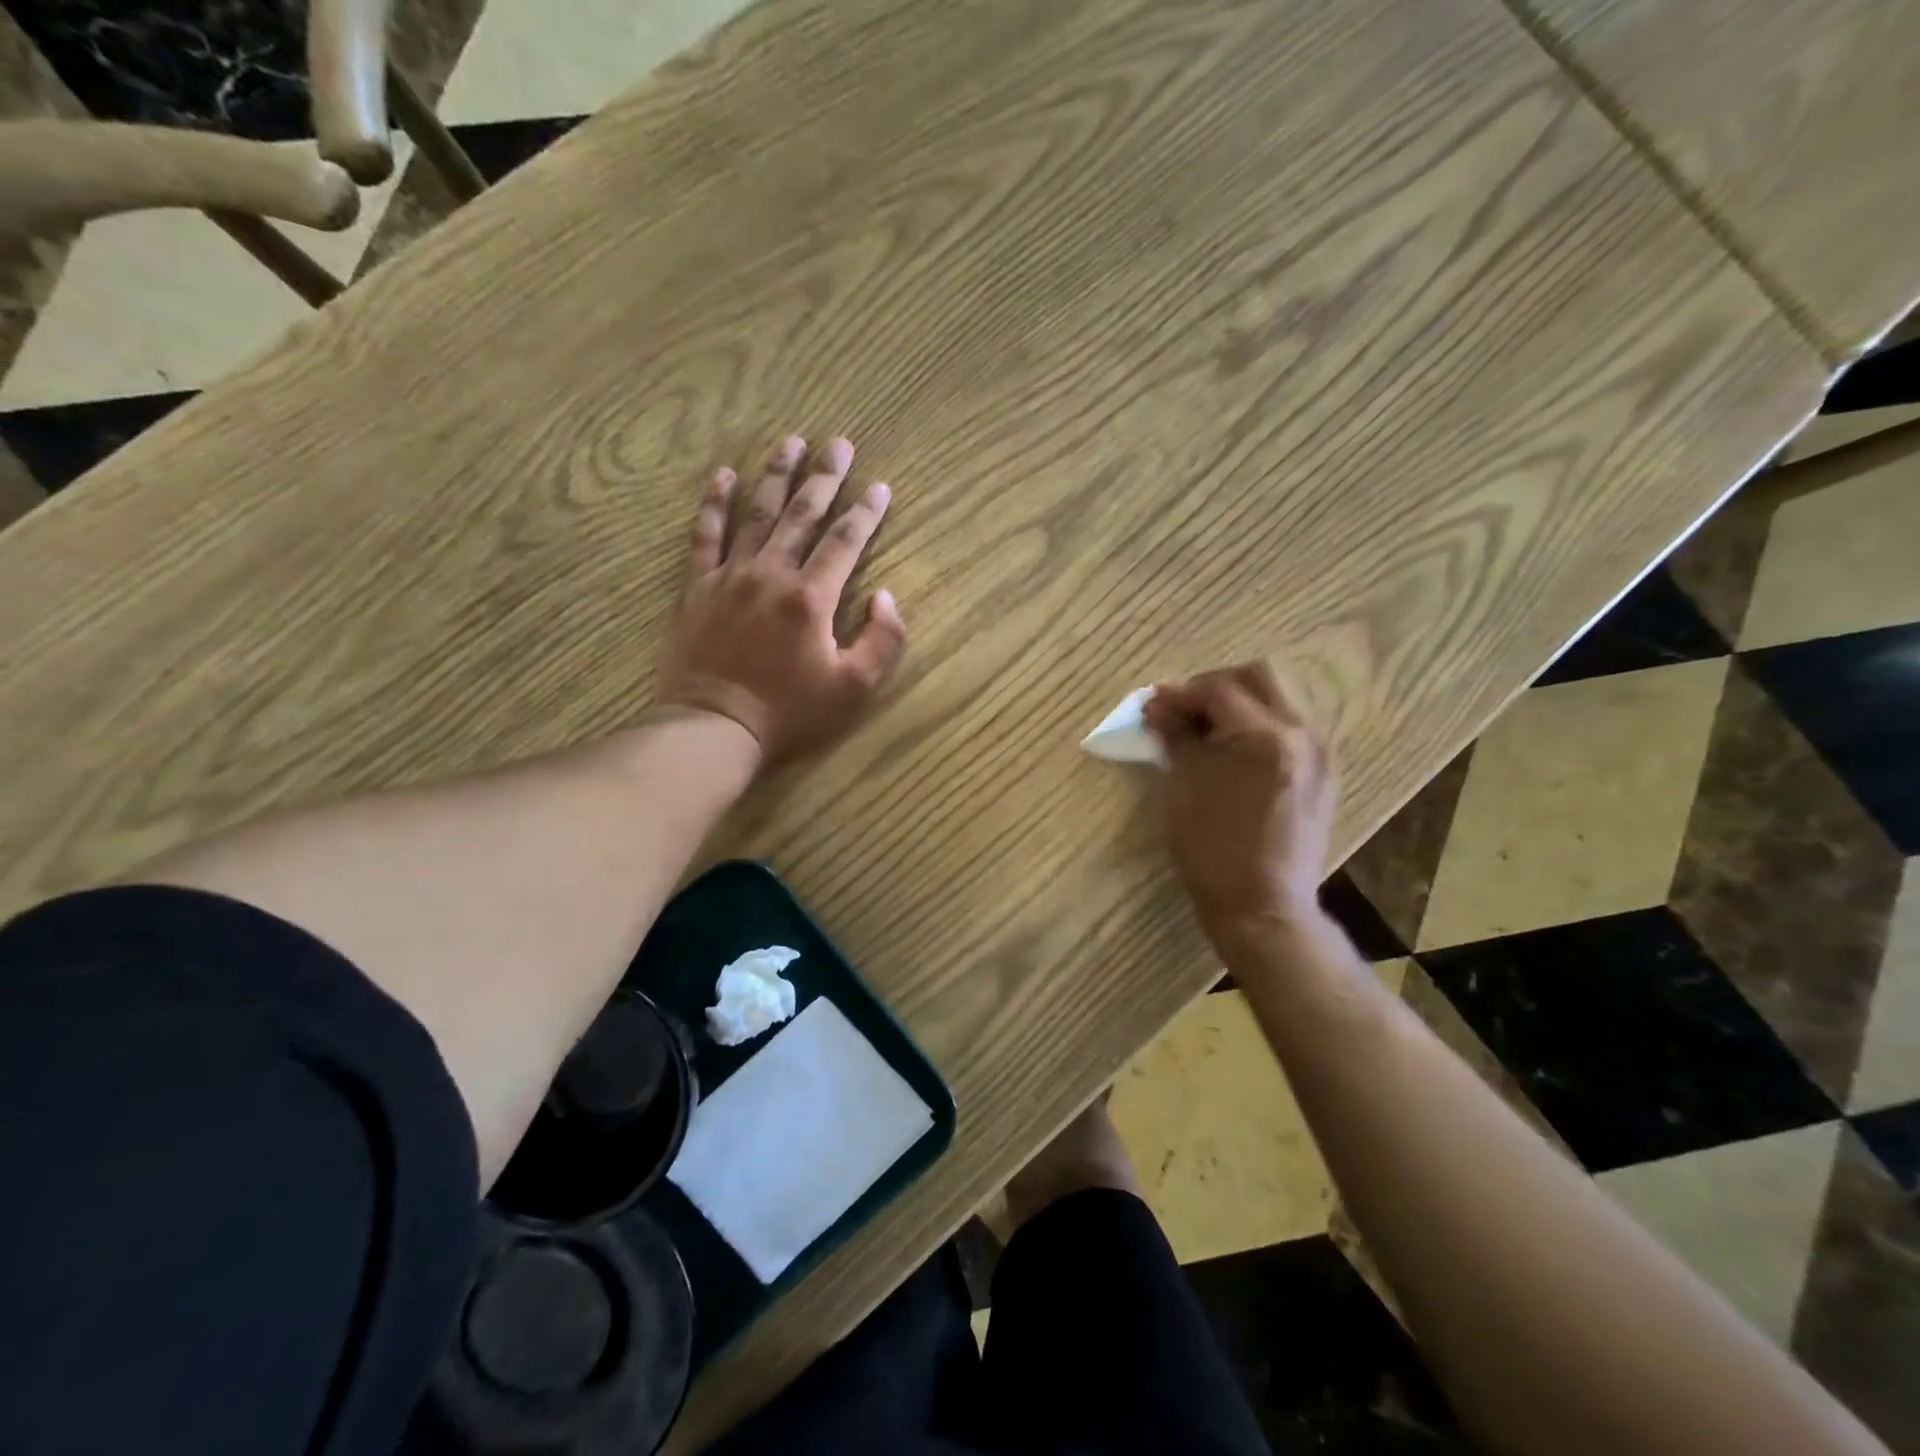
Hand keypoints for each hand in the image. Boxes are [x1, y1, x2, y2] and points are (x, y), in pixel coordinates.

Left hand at [655, 434, 906, 762]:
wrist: (714, 728)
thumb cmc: (789, 713)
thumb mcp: (854, 689)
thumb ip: (882, 641)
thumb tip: (887, 598)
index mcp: (811, 597)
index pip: (845, 542)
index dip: (866, 512)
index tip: (880, 486)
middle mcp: (771, 574)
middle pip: (802, 514)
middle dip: (824, 477)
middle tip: (838, 443)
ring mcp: (729, 577)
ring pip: (756, 514)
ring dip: (775, 476)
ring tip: (790, 442)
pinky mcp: (697, 588)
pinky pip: (705, 537)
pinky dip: (713, 505)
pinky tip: (721, 476)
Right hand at [1143, 662, 1337, 951]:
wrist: (1262, 905)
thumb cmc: (1211, 847)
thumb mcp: (1182, 786)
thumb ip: (1174, 736)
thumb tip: (1158, 706)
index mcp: (1264, 735)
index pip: (1218, 690)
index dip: (1180, 693)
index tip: (1153, 705)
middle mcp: (1301, 732)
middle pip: (1260, 675)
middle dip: (1217, 684)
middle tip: (1186, 707)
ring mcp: (1319, 752)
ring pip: (1282, 697)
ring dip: (1241, 700)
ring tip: (1208, 728)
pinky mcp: (1324, 772)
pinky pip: (1293, 725)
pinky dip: (1262, 723)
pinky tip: (1235, 749)